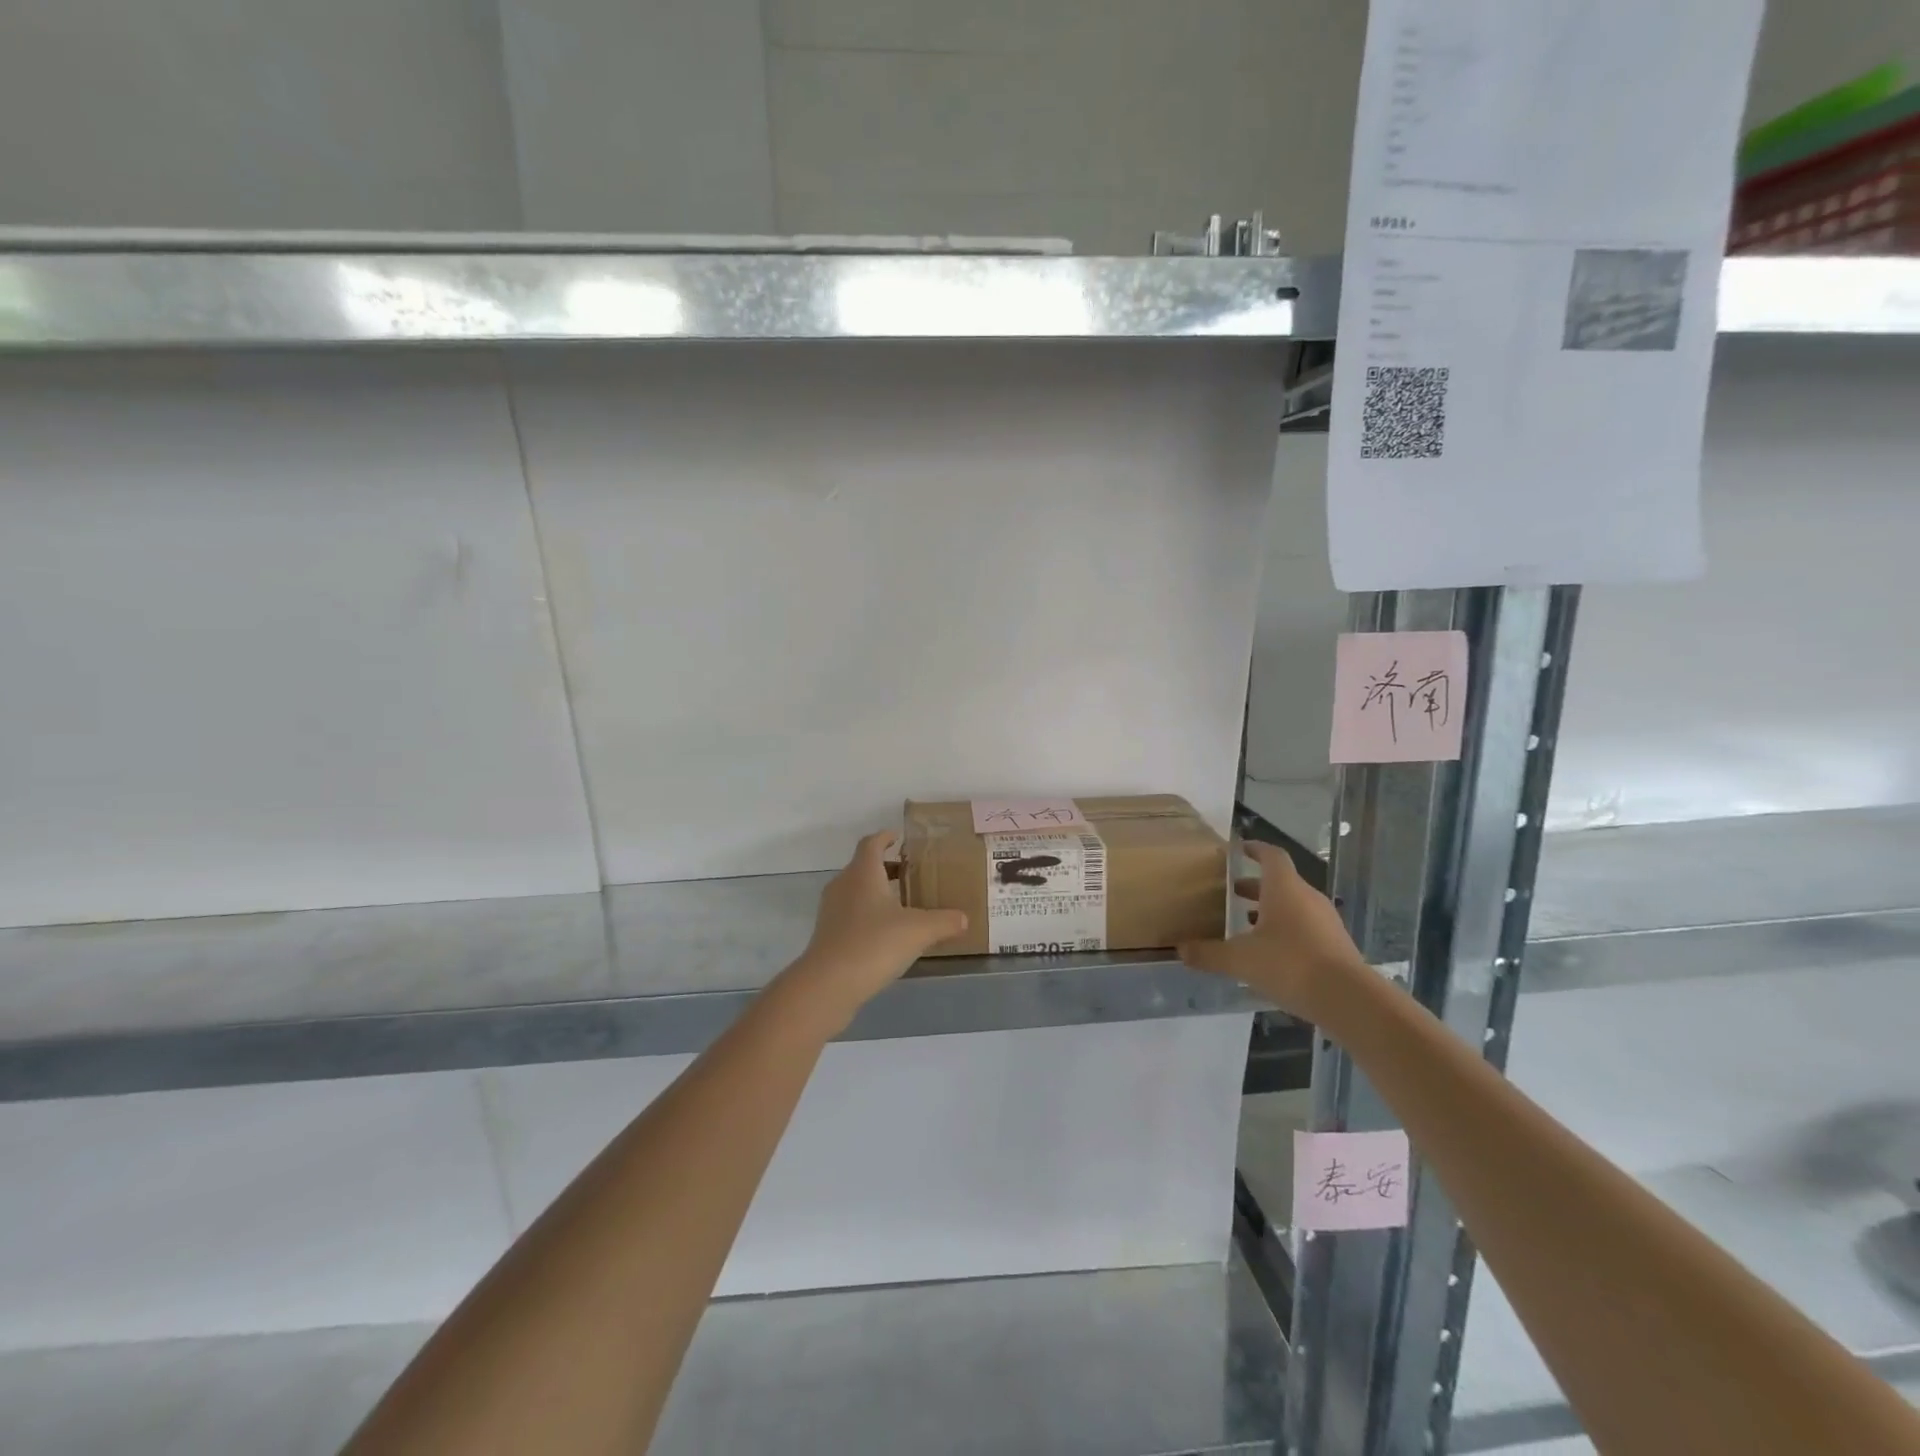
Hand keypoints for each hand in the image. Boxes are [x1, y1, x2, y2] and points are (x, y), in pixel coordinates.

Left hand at [779, 832, 967, 1028]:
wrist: (828, 984)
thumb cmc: (874, 944)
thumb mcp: (918, 931)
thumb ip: (944, 921)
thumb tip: (964, 918)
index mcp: (863, 873)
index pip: (871, 843)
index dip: (885, 837)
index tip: (899, 837)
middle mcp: (843, 885)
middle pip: (863, 866)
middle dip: (886, 867)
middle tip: (910, 873)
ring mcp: (831, 911)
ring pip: (856, 891)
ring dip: (877, 892)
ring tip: (903, 904)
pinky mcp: (828, 935)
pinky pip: (851, 914)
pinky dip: (868, 915)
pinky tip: (887, 934)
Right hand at [1179, 841, 1367, 1020]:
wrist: (1349, 1000)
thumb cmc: (1290, 964)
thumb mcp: (1240, 960)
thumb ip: (1209, 953)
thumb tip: (1181, 949)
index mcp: (1284, 888)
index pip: (1271, 855)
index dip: (1255, 849)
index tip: (1239, 849)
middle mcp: (1307, 898)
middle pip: (1280, 882)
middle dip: (1255, 886)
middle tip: (1231, 892)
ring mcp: (1326, 922)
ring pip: (1294, 906)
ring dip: (1270, 910)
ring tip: (1246, 925)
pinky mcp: (1336, 945)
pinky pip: (1305, 927)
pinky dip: (1286, 931)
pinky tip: (1270, 954)